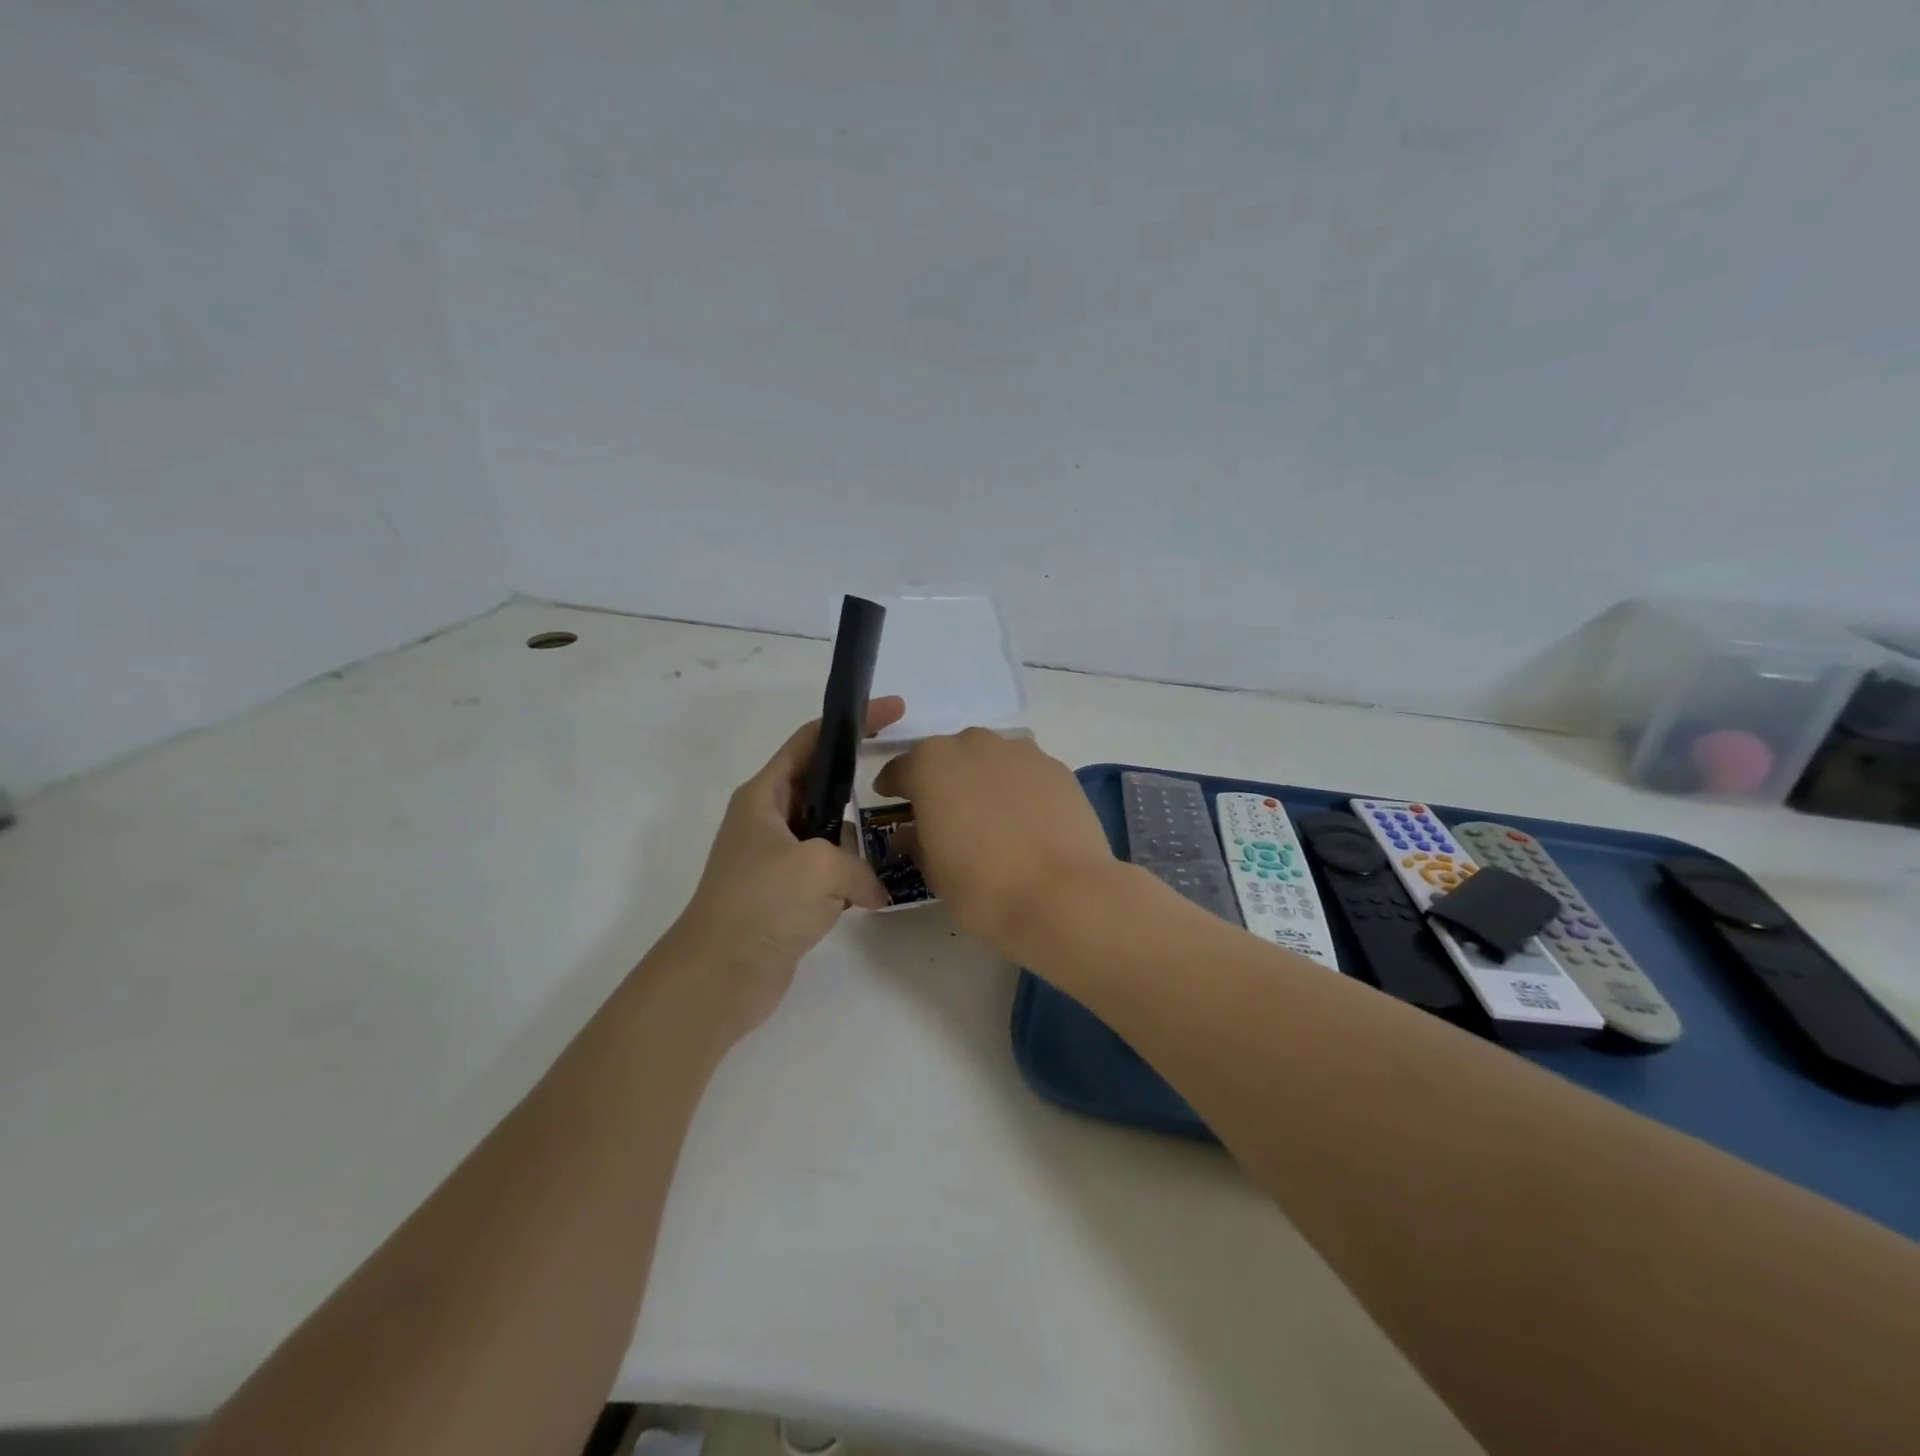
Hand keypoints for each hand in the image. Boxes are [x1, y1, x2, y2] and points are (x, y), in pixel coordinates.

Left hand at [667, 696, 905, 1037]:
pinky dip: (850, 880)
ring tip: (896, 844)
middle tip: (906, 778)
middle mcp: (768, 821)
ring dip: (857, 841)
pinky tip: (874, 893)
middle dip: (859, 782)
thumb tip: (871, 891)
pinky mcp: (786, 897)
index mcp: (764, 797)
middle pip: (822, 786)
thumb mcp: (819, 868)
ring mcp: (776, 860)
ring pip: (829, 834)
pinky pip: (828, 874)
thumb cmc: (761, 904)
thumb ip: (858, 866)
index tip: (893, 710)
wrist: (719, 977)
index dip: (851, 721)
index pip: (810, 741)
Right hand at [873, 728, 1117, 948]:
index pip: (901, 769)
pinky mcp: (1057, 768)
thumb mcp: (933, 872)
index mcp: (931, 764)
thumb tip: (913, 834)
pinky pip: (1025, 773)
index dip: (894, 787)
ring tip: (990, 816)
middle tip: (944, 813)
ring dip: (983, 780)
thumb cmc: (982, 887)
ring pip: (990, 760)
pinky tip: (1025, 820)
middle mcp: (974, 745)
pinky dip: (1018, 789)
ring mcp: (1020, 752)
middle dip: (942, 780)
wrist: (1062, 895)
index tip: (892, 801)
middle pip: (949, 757)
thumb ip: (917, 842)